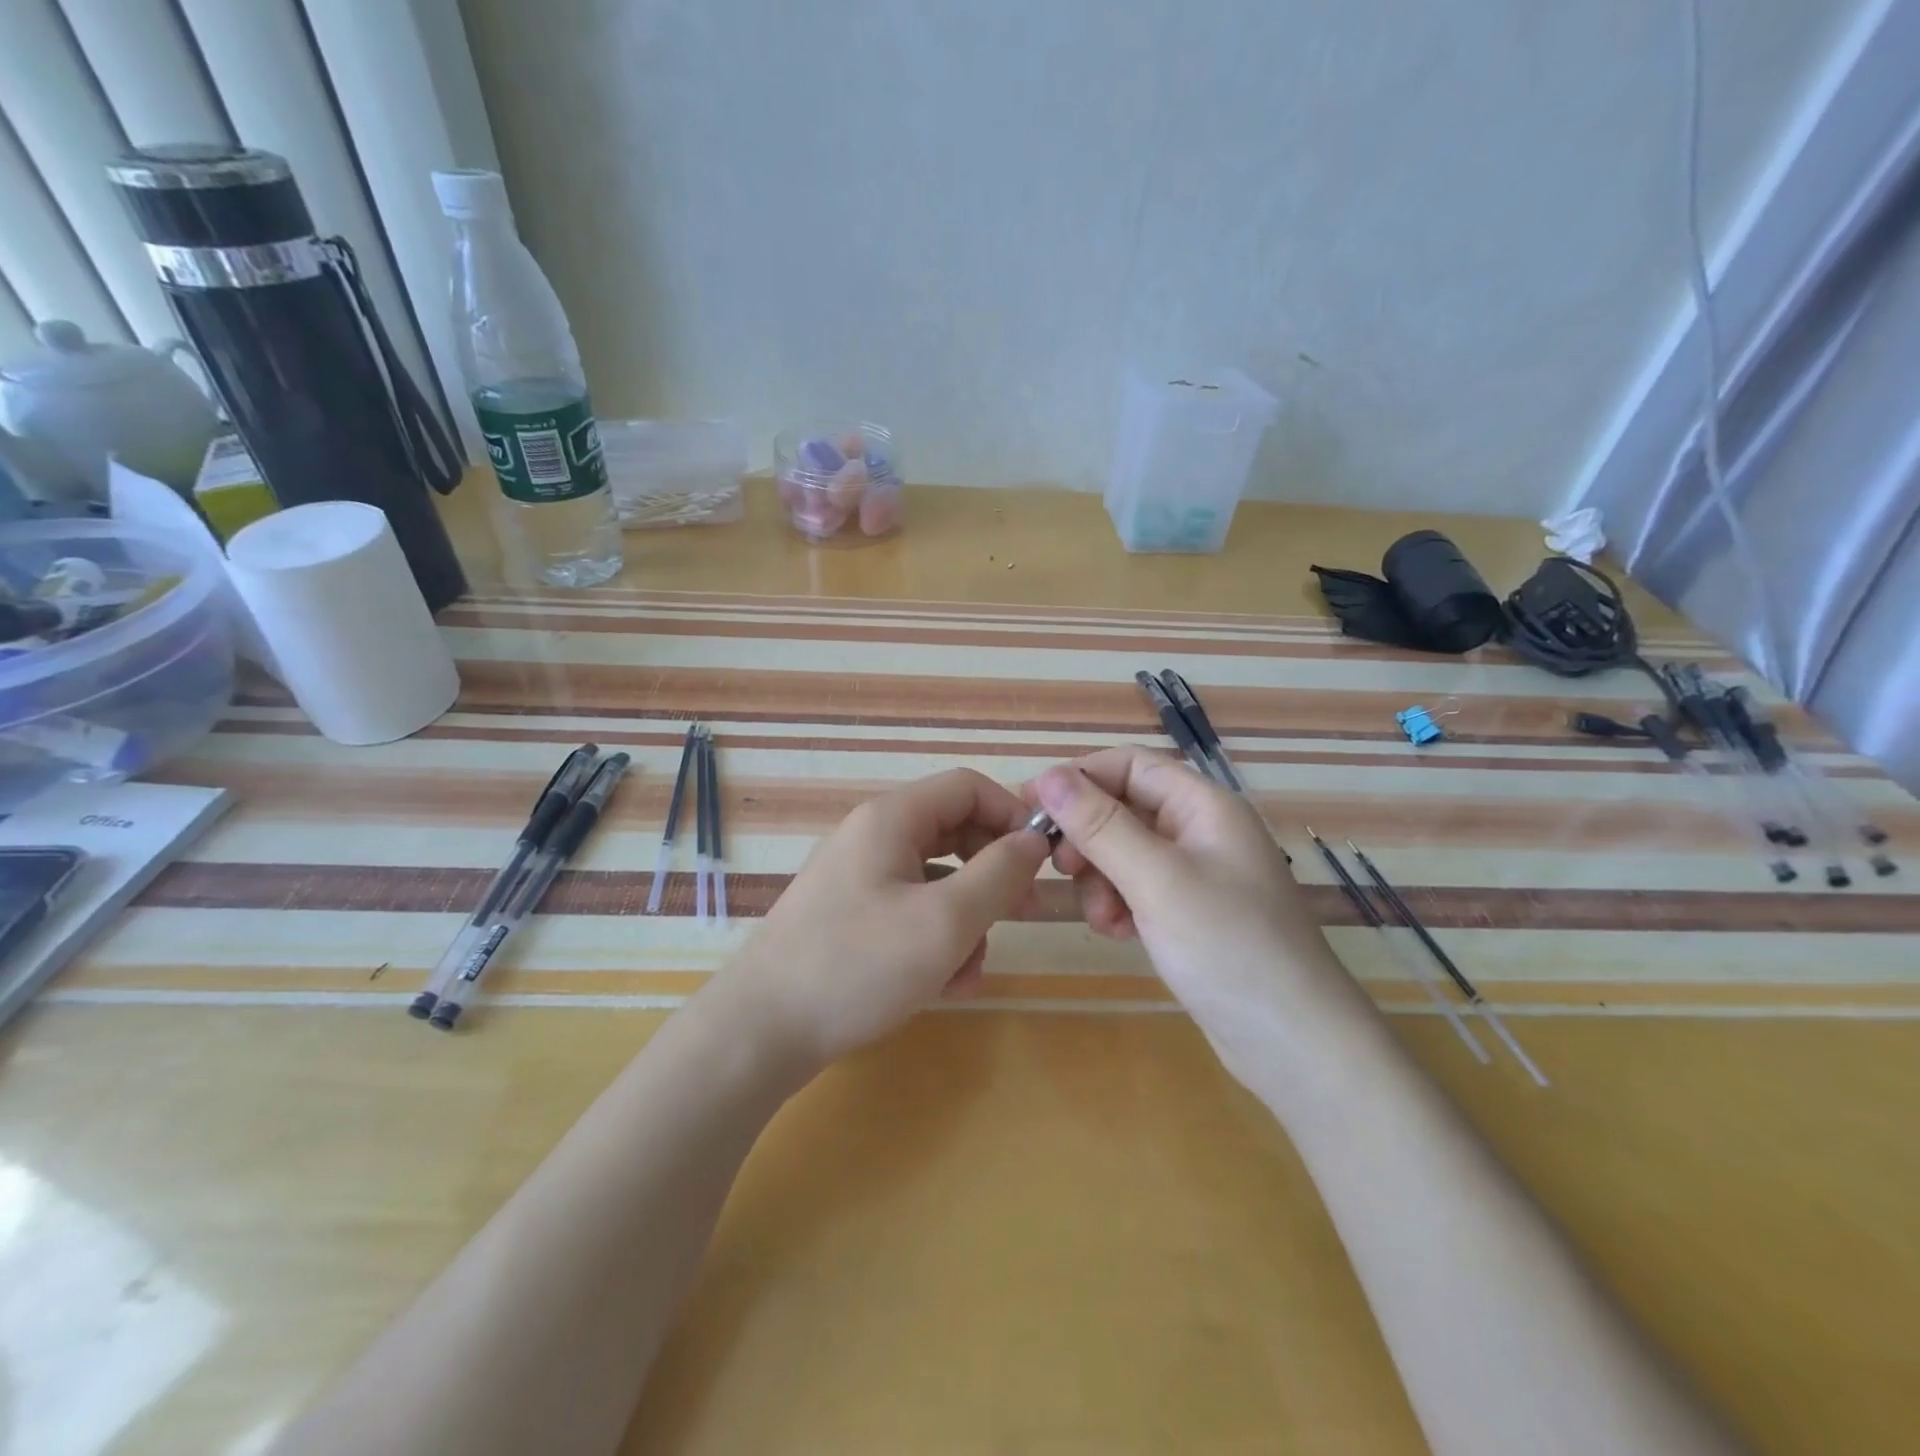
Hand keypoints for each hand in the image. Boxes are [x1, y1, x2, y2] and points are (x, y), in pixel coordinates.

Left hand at [720, 769, 1049, 1069]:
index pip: (968, 787)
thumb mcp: (945, 921)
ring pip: (936, 881)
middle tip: (1024, 914)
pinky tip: (942, 986)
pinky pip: (910, 912)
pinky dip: (934, 941)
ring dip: (965, 921)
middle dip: (993, 875)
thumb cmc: (858, 965)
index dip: (1012, 813)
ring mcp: (858, 879)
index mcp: (891, 818)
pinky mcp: (850, 918)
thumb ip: (999, 873)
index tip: (1043, 859)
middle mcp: (873, 837)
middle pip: (954, 833)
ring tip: (970, 971)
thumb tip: (1034, 840)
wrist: (761, 1032)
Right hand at [1028, 748, 1365, 1083]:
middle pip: (1123, 808)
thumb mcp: (1156, 879)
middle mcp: (1200, 831)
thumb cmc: (1228, 946)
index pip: (1130, 765)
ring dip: (1100, 879)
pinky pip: (1136, 889)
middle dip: (1088, 837)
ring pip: (1123, 853)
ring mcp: (1196, 875)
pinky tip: (1119, 935)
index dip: (1080, 778)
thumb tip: (1047, 776)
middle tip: (1062, 869)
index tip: (1032, 808)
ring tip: (1103, 919)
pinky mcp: (1189, 914)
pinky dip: (1117, 905)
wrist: (1293, 1044)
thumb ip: (1100, 825)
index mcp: (1204, 806)